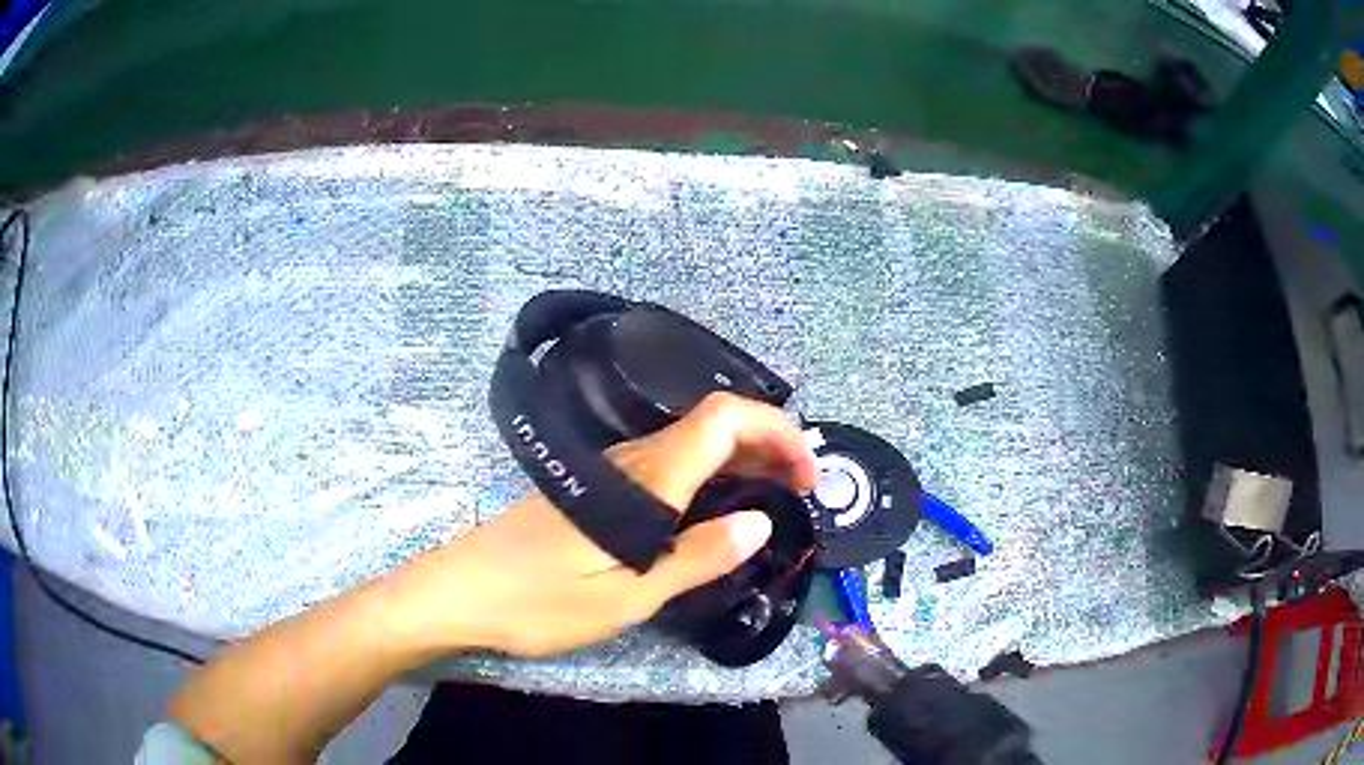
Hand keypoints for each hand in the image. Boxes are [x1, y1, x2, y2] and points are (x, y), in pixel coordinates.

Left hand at [403, 392, 817, 656]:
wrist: (462, 589)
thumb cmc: (539, 600)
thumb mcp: (626, 596)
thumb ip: (697, 557)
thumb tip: (759, 522)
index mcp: (647, 481)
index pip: (726, 419)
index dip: (777, 432)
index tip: (806, 476)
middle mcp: (634, 461)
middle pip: (715, 424)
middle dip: (769, 446)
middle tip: (800, 493)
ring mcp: (613, 471)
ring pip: (693, 444)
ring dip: (743, 460)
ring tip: (772, 500)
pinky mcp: (598, 487)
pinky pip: (670, 464)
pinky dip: (711, 475)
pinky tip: (714, 510)